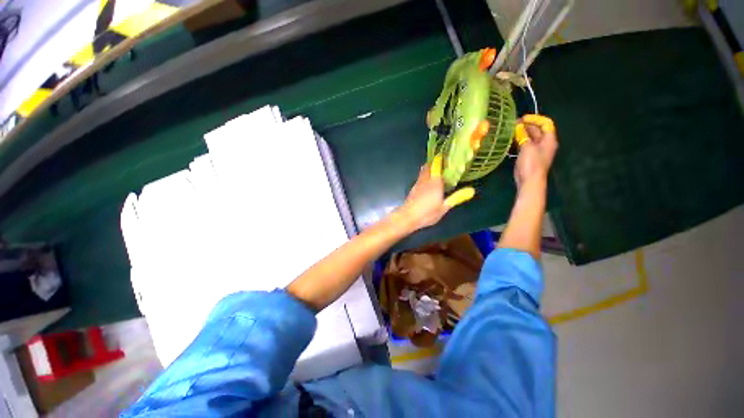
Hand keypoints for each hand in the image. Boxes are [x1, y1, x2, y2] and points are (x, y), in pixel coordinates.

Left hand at [396, 156, 473, 230]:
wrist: (408, 217)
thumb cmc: (427, 213)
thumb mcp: (444, 207)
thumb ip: (456, 197)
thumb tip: (472, 190)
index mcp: (434, 182)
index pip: (436, 165)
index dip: (440, 159)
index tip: (445, 156)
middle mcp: (425, 180)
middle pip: (427, 167)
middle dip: (433, 163)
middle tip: (441, 164)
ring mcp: (417, 184)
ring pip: (422, 172)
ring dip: (428, 169)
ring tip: (435, 173)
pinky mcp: (412, 190)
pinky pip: (419, 179)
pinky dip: (424, 177)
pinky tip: (427, 184)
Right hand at [514, 114, 557, 187]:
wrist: (529, 180)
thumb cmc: (532, 163)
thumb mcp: (528, 147)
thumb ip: (523, 135)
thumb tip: (518, 126)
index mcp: (549, 140)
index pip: (545, 124)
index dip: (535, 119)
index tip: (523, 118)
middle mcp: (544, 143)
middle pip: (537, 130)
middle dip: (527, 125)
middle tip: (514, 123)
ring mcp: (536, 150)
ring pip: (530, 137)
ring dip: (522, 133)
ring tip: (511, 130)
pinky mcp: (528, 156)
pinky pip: (524, 144)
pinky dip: (519, 140)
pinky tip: (511, 139)